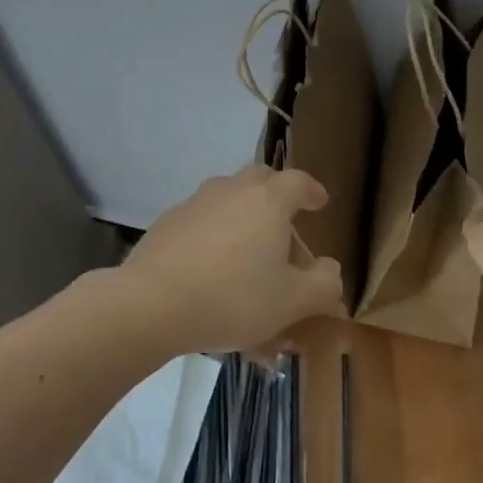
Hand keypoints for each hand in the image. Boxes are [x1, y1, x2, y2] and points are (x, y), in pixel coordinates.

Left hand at [119, 166, 343, 352]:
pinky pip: (201, 219)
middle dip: (275, 194)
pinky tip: (211, 265)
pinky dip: (214, 232)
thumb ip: (322, 284)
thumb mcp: (291, 302)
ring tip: (247, 249)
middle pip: (259, 179)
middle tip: (284, 223)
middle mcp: (232, 190)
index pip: (298, 181)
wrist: (153, 303)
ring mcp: (195, 202)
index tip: (319, 202)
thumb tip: (330, 268)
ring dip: (242, 213)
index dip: (312, 190)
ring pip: (227, 196)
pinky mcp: (167, 222)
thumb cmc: (233, 298)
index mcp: (268, 201)